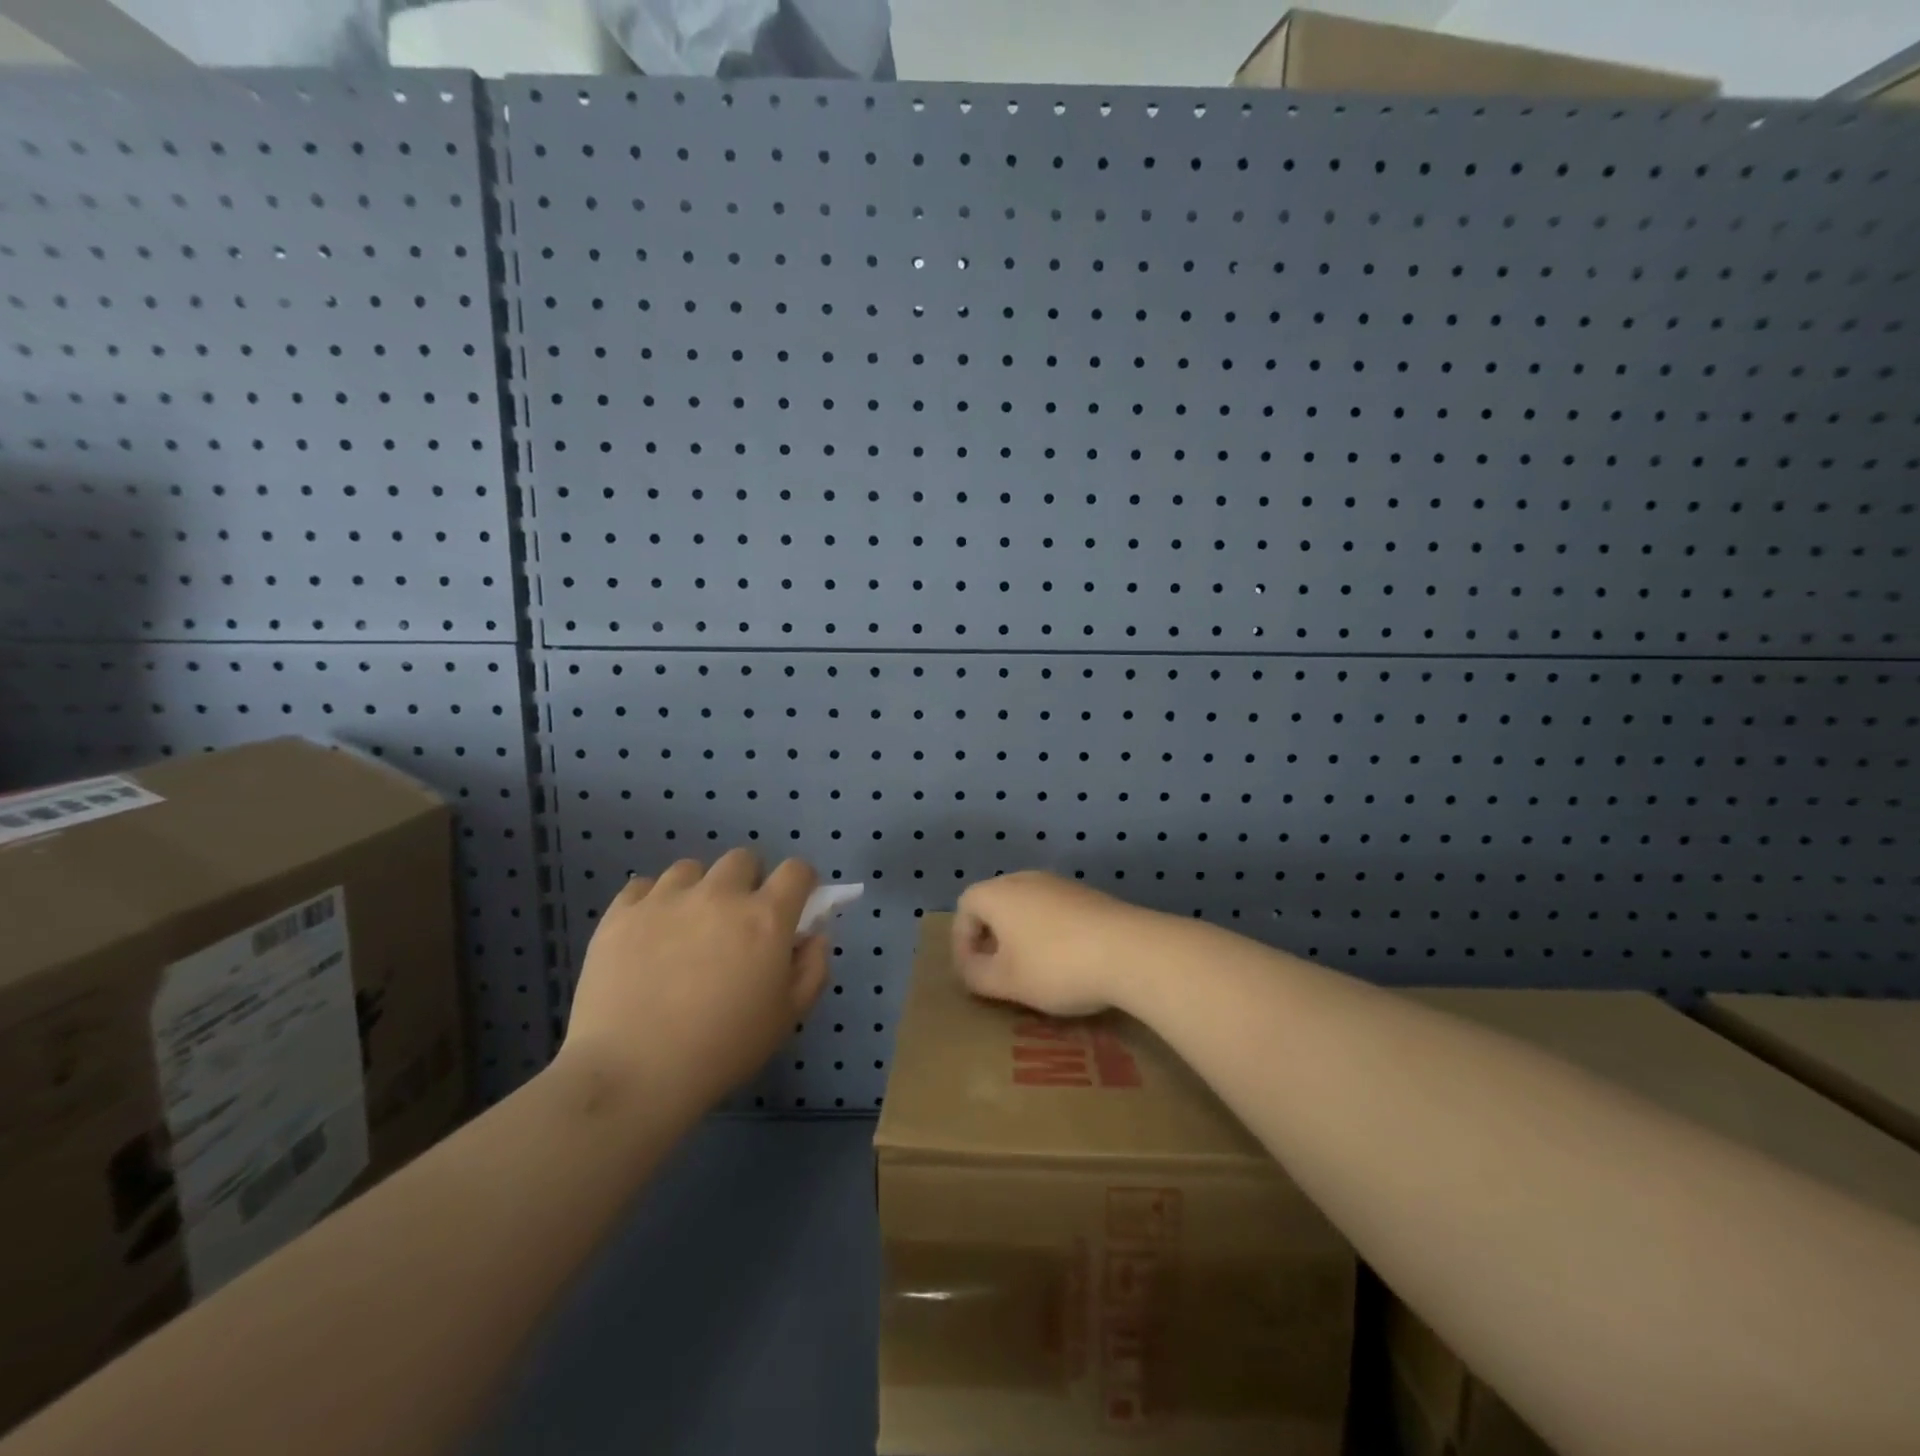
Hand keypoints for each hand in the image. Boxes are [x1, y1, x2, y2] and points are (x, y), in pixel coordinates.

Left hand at [561, 849, 829, 1109]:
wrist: (633, 1075)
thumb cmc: (723, 1049)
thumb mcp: (788, 1017)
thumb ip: (812, 968)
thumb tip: (813, 935)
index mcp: (765, 917)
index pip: (796, 870)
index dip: (800, 883)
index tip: (792, 907)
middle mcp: (719, 895)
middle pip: (742, 859)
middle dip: (748, 882)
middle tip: (737, 922)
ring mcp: (665, 899)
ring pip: (691, 868)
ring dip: (699, 889)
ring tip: (687, 927)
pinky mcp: (621, 913)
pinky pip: (641, 886)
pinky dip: (651, 902)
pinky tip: (649, 934)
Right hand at [951, 871, 1160, 1017]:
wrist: (1130, 950)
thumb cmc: (1056, 965)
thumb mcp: (1006, 981)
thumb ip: (976, 975)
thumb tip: (968, 968)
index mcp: (998, 893)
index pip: (965, 906)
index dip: (962, 941)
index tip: (973, 973)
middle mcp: (1026, 879)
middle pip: (996, 902)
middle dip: (991, 936)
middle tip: (999, 970)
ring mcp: (1061, 883)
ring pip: (1027, 906)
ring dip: (1022, 934)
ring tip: (1033, 970)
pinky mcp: (1089, 895)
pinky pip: (1055, 910)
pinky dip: (1050, 932)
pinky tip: (1067, 961)